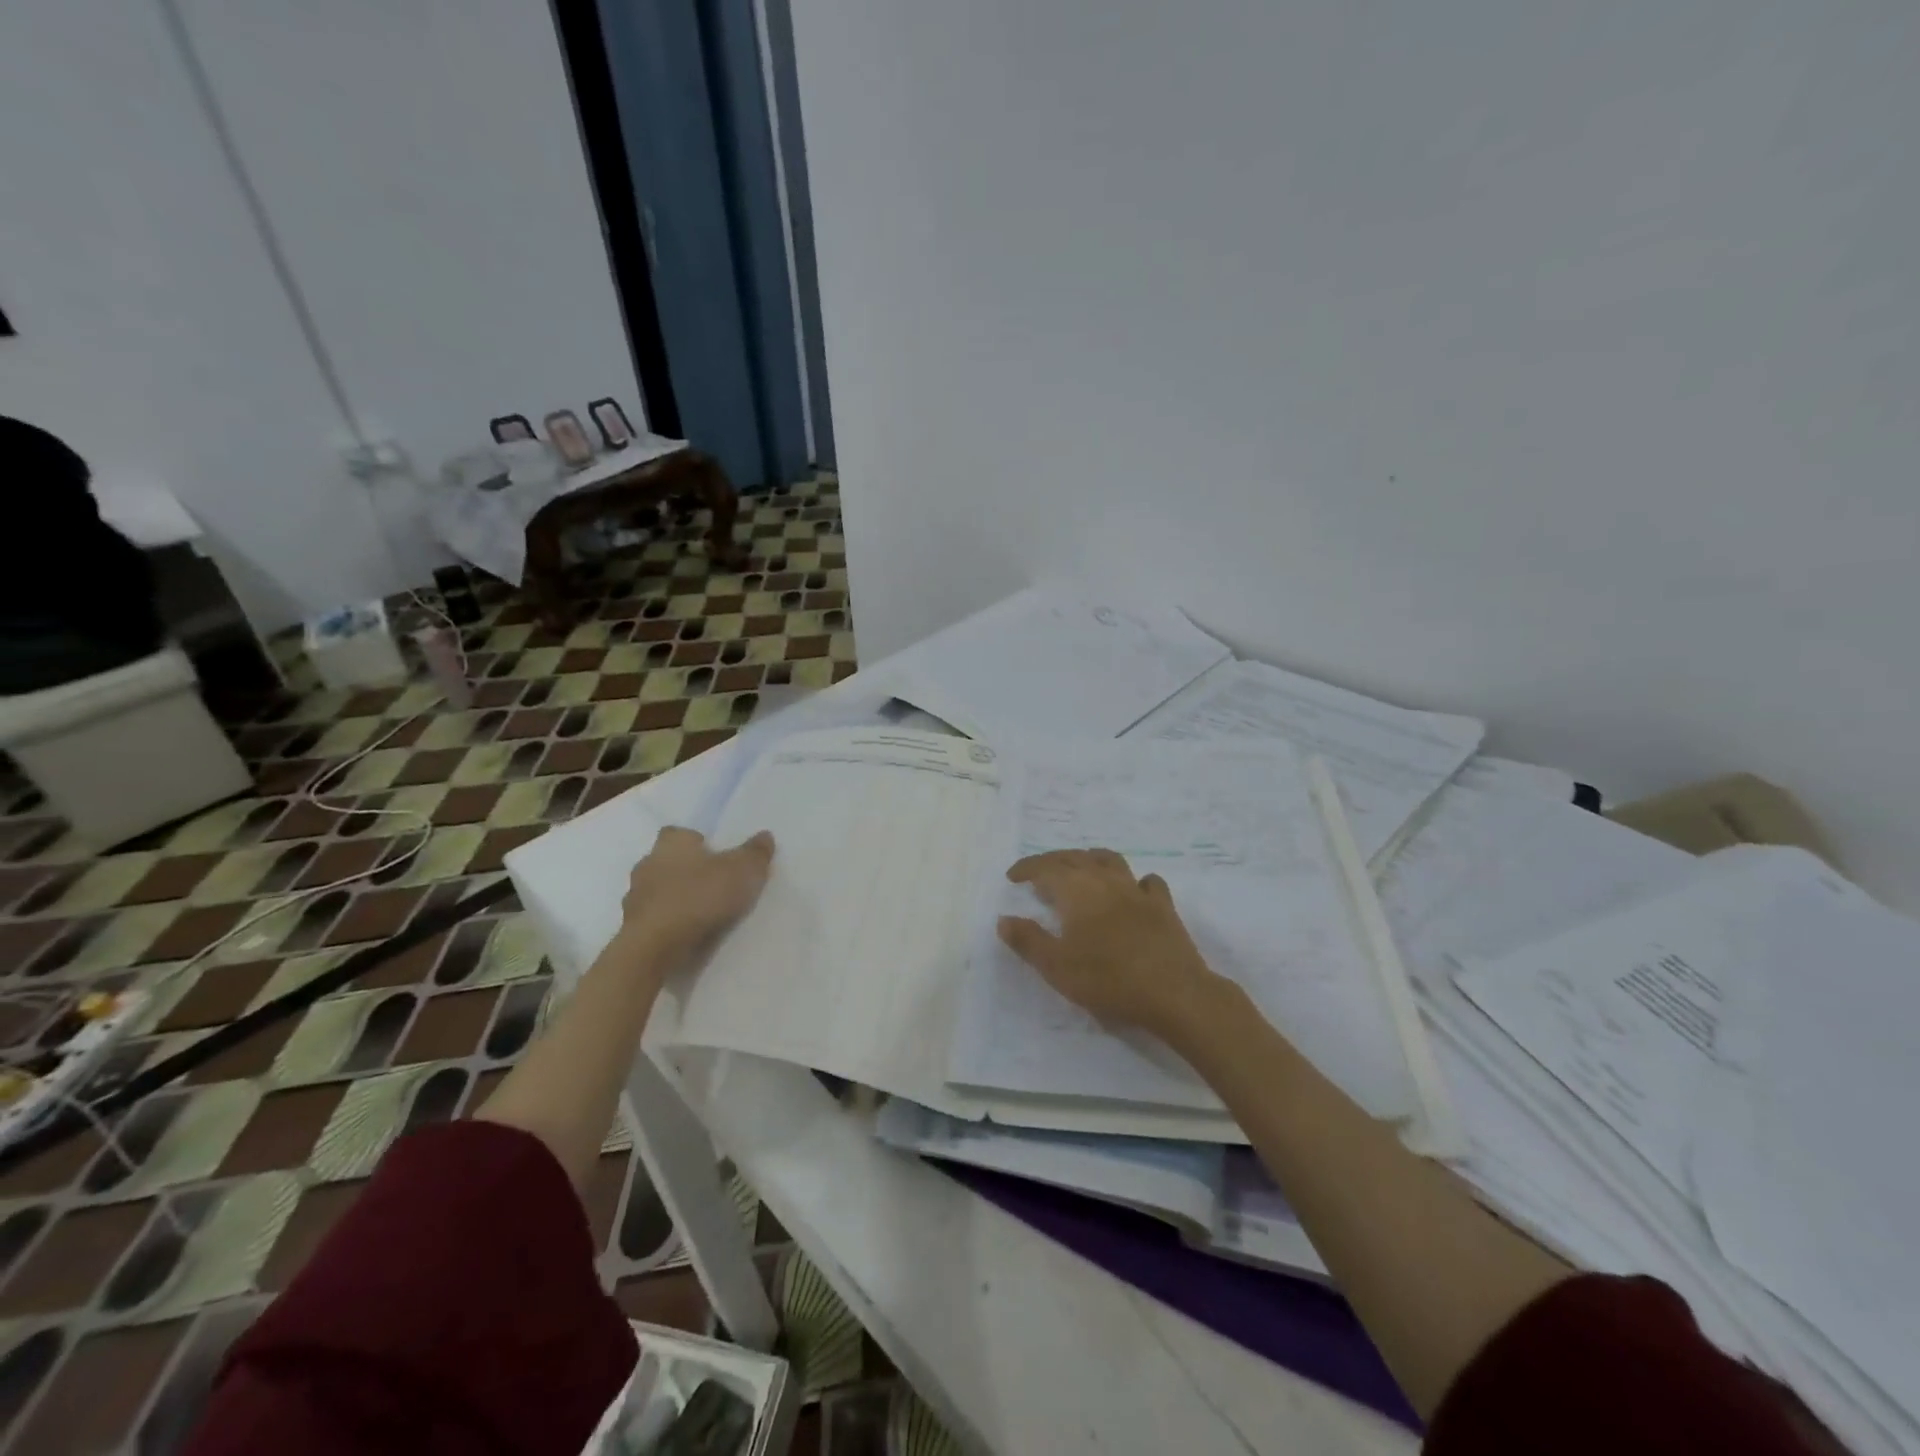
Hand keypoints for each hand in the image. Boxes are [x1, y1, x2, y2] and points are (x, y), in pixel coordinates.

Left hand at [621, 826, 775, 961]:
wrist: (655, 947)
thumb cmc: (700, 896)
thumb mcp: (743, 871)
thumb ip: (755, 853)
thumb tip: (765, 835)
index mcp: (671, 843)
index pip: (680, 833)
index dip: (696, 842)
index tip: (715, 855)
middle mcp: (648, 864)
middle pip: (668, 862)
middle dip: (686, 871)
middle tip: (713, 885)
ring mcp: (635, 898)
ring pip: (658, 891)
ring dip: (675, 899)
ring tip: (702, 914)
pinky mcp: (632, 928)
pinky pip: (654, 919)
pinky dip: (668, 924)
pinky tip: (687, 934)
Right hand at [997, 848, 1223, 1038]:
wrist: (1172, 992)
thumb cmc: (1107, 978)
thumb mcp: (1056, 966)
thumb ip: (1028, 940)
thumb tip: (1004, 919)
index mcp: (1076, 890)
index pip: (1045, 868)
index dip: (1027, 868)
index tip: (1013, 876)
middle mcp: (1105, 880)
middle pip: (1075, 858)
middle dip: (1053, 861)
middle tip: (1039, 873)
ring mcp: (1137, 890)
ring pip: (1110, 860)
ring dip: (1090, 859)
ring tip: (1081, 868)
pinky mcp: (1163, 906)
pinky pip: (1147, 882)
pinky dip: (1133, 881)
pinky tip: (1132, 890)